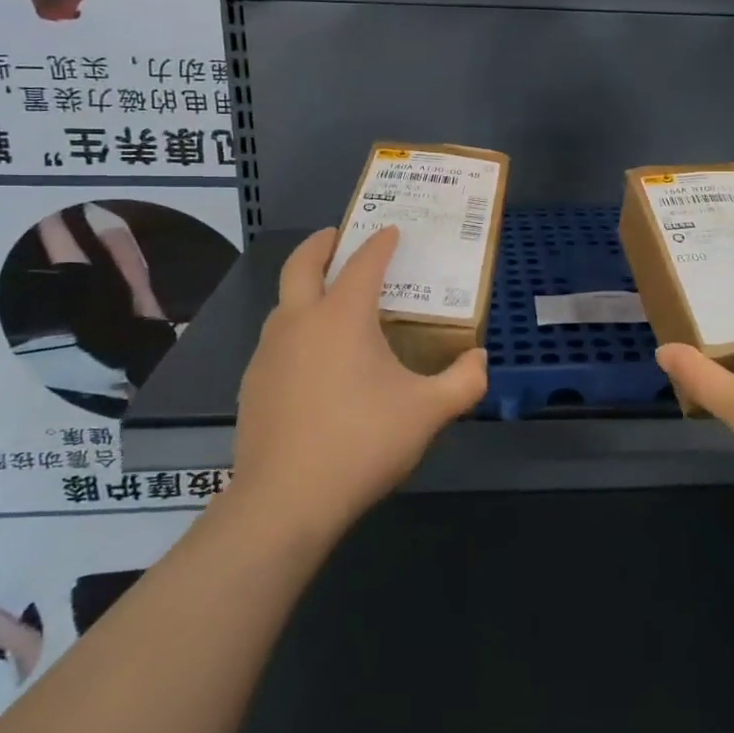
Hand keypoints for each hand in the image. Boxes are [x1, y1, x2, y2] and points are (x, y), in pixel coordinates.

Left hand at [229, 227, 487, 540]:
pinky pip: (276, 340)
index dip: (380, 243)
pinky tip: (314, 360)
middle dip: (322, 244)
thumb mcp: (428, 412)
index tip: (391, 231)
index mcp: (343, 316)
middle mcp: (300, 322)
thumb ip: (464, 380)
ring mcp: (269, 353)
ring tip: (331, 299)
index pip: (363, 263)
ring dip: (305, 287)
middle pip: (302, 265)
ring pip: (283, 302)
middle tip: (339, 236)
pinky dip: (295, 328)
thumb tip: (480, 359)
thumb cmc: (362, 442)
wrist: (285, 501)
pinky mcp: (253, 384)